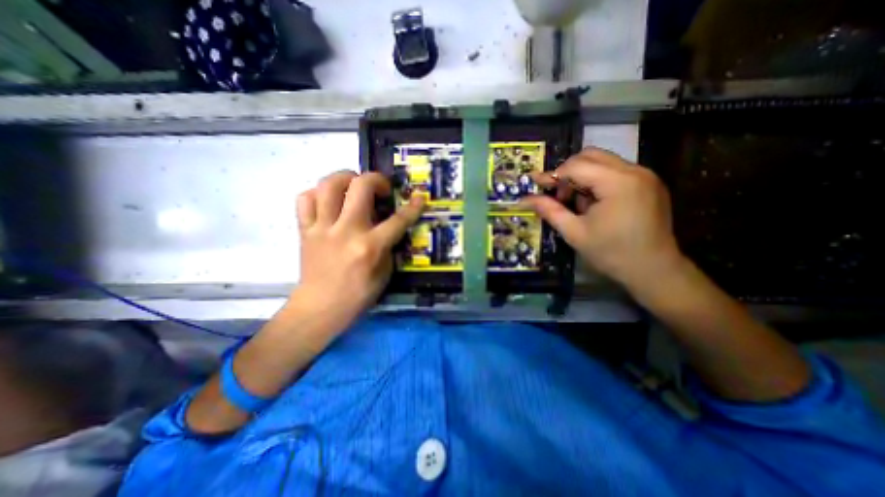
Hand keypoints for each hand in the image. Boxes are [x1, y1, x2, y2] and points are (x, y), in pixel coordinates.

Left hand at [292, 174, 425, 324]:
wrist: (320, 308)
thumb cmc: (358, 295)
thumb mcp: (385, 273)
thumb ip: (388, 246)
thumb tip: (389, 227)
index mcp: (369, 246)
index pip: (397, 220)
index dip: (413, 207)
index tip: (419, 197)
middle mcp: (346, 231)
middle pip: (360, 187)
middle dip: (376, 179)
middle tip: (380, 188)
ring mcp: (322, 228)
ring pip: (328, 185)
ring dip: (345, 177)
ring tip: (353, 185)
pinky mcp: (305, 230)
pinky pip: (305, 200)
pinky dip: (318, 194)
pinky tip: (328, 201)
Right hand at [525, 145, 682, 287]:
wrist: (654, 271)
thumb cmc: (611, 253)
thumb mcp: (574, 233)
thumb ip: (549, 211)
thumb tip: (525, 199)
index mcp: (617, 182)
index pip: (576, 165)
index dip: (552, 175)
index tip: (536, 184)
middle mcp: (634, 170)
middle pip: (590, 155)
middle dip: (568, 172)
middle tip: (559, 195)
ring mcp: (645, 175)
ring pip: (603, 161)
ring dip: (583, 176)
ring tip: (576, 202)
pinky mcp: (649, 183)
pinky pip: (615, 171)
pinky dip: (598, 181)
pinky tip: (594, 203)